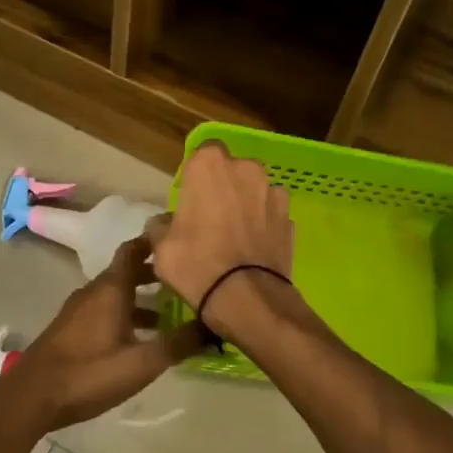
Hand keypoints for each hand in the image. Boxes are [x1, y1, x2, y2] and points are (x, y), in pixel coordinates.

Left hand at [3, 237, 205, 431]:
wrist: (32, 396)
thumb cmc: (89, 373)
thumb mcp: (142, 362)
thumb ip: (179, 344)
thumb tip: (214, 327)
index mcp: (110, 289)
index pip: (133, 249)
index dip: (155, 240)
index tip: (180, 238)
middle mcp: (93, 292)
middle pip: (126, 272)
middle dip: (155, 274)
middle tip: (185, 280)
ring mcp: (78, 311)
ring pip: (115, 294)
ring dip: (141, 299)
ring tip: (171, 315)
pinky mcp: (70, 330)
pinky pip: (104, 311)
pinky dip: (125, 314)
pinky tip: (139, 339)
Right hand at [145, 141, 294, 309]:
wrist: (248, 299)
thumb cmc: (196, 264)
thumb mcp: (162, 248)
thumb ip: (161, 226)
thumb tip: (163, 223)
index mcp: (210, 166)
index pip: (202, 153)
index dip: (197, 175)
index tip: (190, 198)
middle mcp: (247, 169)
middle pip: (232, 171)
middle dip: (224, 187)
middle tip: (211, 218)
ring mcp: (274, 193)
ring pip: (255, 192)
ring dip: (246, 205)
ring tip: (235, 236)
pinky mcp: (291, 219)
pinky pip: (271, 215)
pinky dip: (263, 226)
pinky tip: (253, 250)